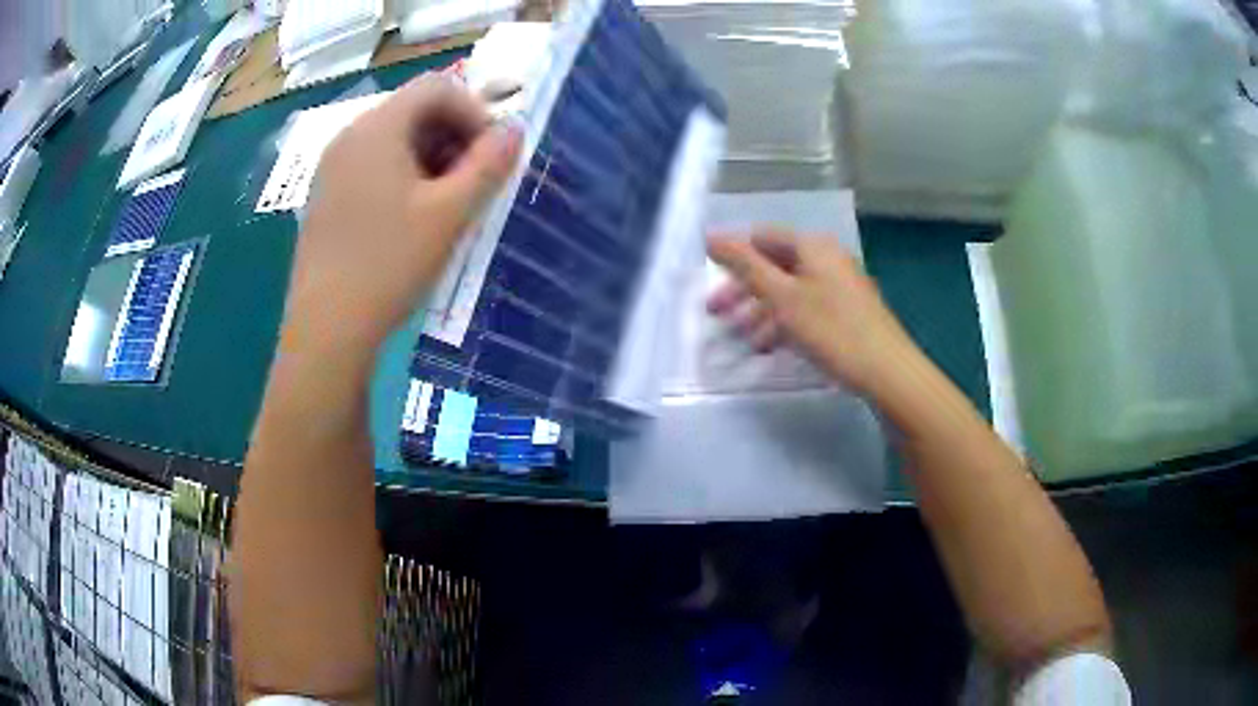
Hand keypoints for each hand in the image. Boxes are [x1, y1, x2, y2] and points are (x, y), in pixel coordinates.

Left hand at [282, 75, 522, 359]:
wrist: (326, 329)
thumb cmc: (389, 264)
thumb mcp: (450, 213)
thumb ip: (489, 164)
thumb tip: (516, 130)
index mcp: (377, 128)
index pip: (437, 88)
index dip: (474, 112)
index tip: (491, 156)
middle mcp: (350, 136)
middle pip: (413, 110)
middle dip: (454, 136)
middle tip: (472, 182)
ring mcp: (332, 167)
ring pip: (394, 140)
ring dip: (431, 158)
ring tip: (446, 204)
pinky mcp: (325, 196)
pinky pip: (372, 166)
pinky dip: (403, 177)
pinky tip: (411, 219)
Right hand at [707, 228, 913, 396]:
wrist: (887, 371)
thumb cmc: (832, 330)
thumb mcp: (782, 297)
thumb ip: (745, 266)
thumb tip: (712, 236)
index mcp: (812, 246)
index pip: (761, 237)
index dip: (732, 255)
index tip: (708, 281)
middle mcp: (827, 258)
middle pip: (774, 265)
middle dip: (744, 289)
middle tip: (716, 314)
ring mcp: (839, 285)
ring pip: (789, 289)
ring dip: (762, 311)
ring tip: (742, 339)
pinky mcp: (846, 311)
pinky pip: (806, 307)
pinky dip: (785, 322)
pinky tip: (771, 346)